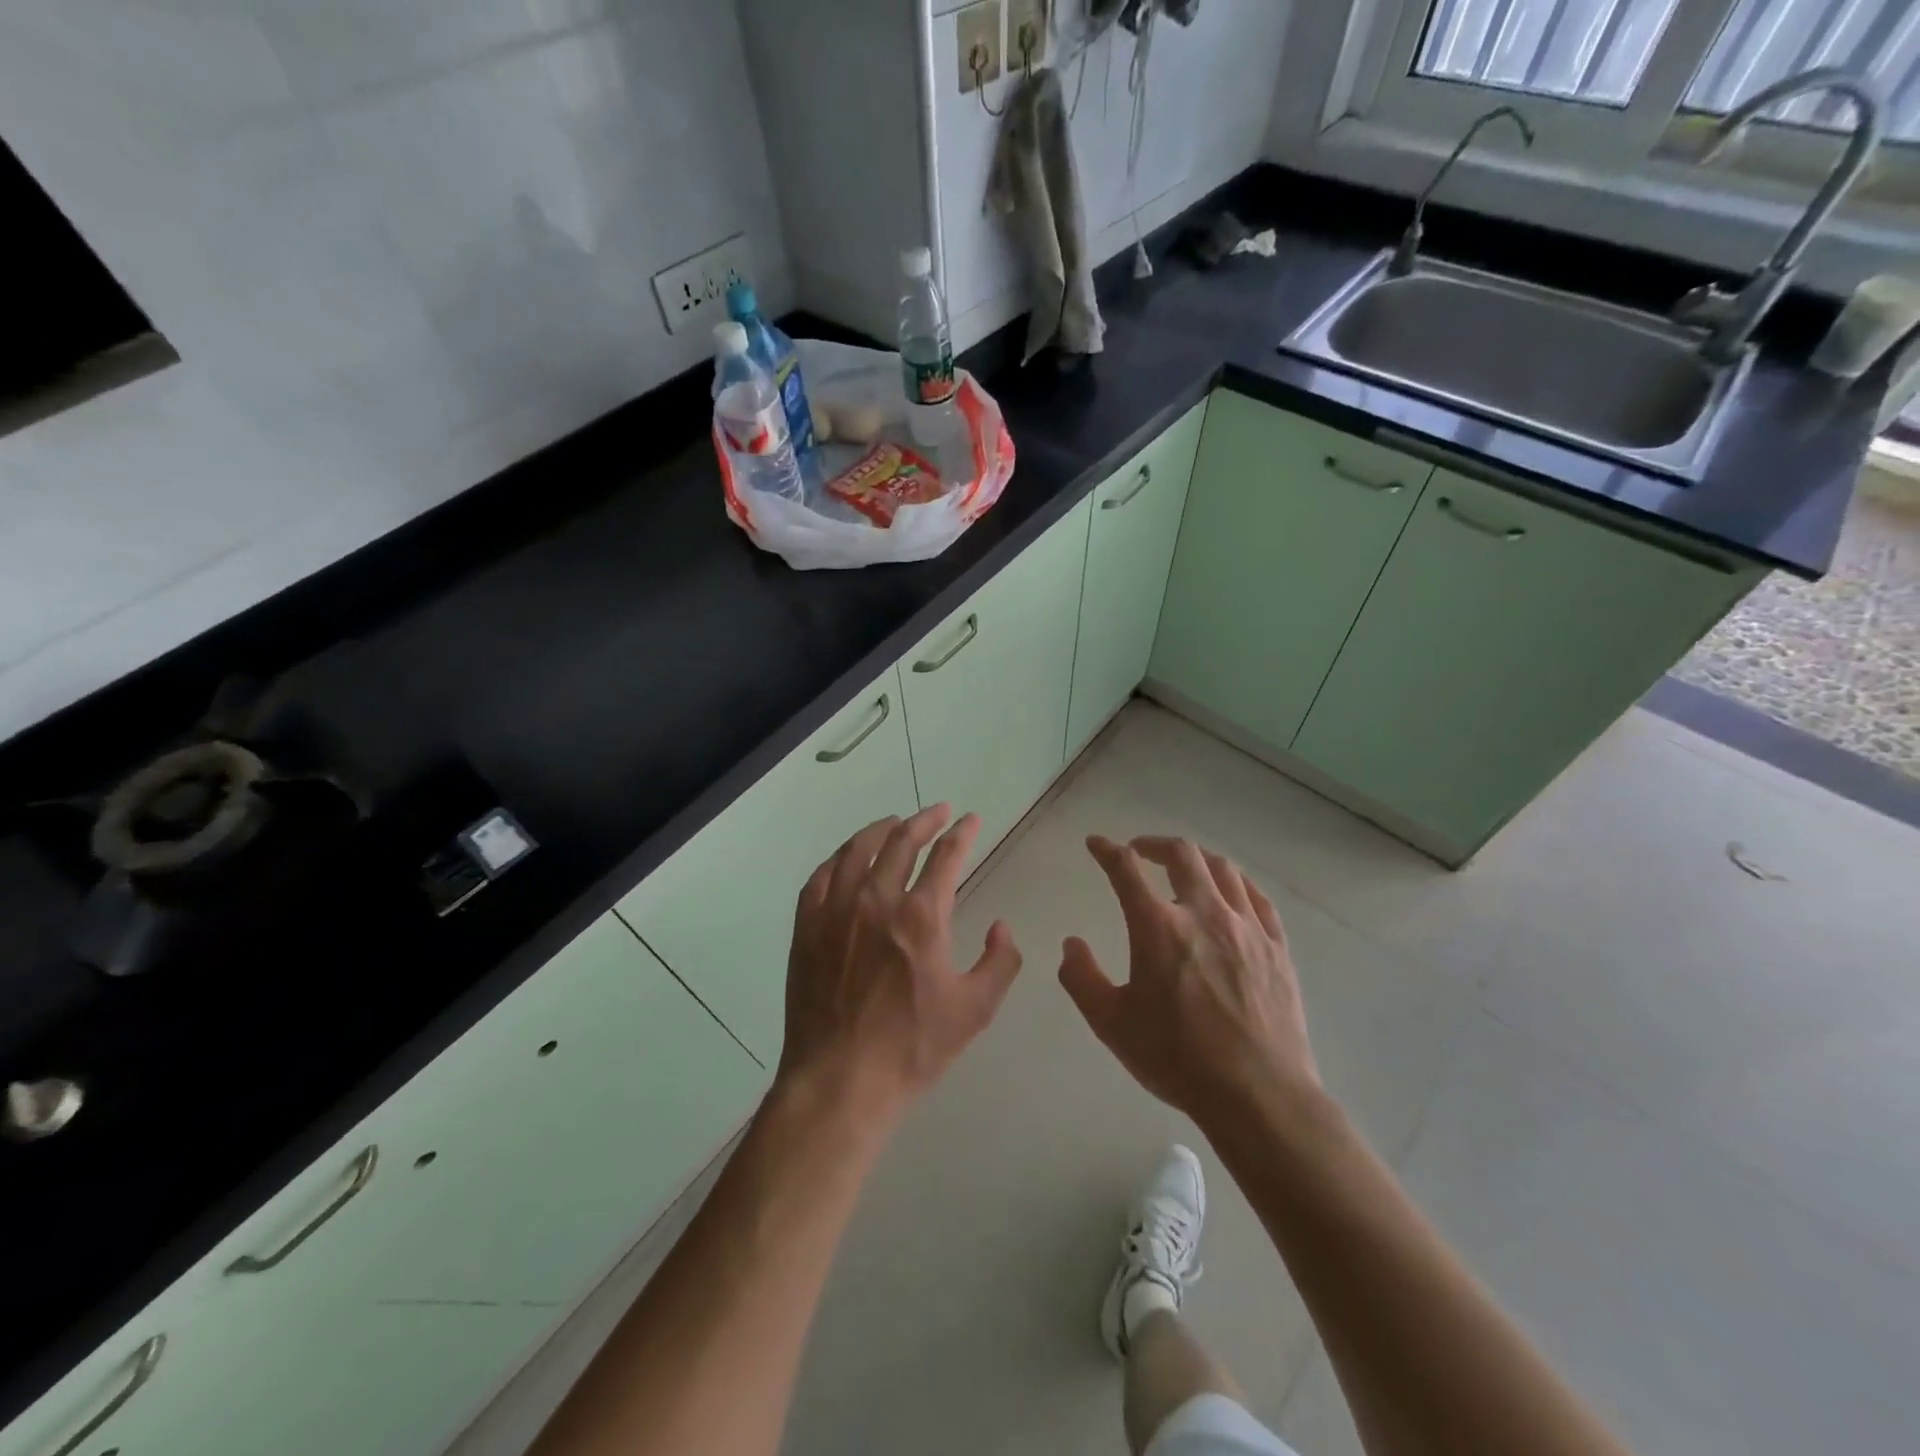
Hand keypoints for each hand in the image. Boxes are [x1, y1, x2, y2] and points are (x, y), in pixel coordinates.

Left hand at [776, 805, 1022, 1130]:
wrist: (841, 1080)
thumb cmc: (912, 1047)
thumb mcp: (975, 1010)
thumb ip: (1000, 962)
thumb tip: (1002, 927)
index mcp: (921, 917)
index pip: (947, 856)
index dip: (962, 833)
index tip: (970, 819)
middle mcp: (876, 900)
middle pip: (901, 841)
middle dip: (924, 820)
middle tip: (938, 812)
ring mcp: (835, 911)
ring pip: (857, 851)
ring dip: (880, 830)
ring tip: (893, 822)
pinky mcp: (807, 928)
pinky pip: (820, 878)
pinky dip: (838, 859)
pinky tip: (846, 859)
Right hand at [1059, 835, 1319, 1129]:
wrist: (1257, 1094)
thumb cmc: (1177, 1058)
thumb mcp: (1111, 1024)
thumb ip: (1082, 978)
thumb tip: (1071, 944)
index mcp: (1158, 927)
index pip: (1126, 870)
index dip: (1107, 850)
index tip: (1096, 844)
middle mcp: (1203, 913)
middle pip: (1182, 855)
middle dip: (1154, 844)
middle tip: (1140, 851)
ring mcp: (1246, 928)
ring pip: (1223, 869)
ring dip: (1197, 858)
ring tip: (1185, 865)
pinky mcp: (1277, 947)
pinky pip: (1258, 898)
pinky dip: (1238, 883)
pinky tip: (1231, 890)